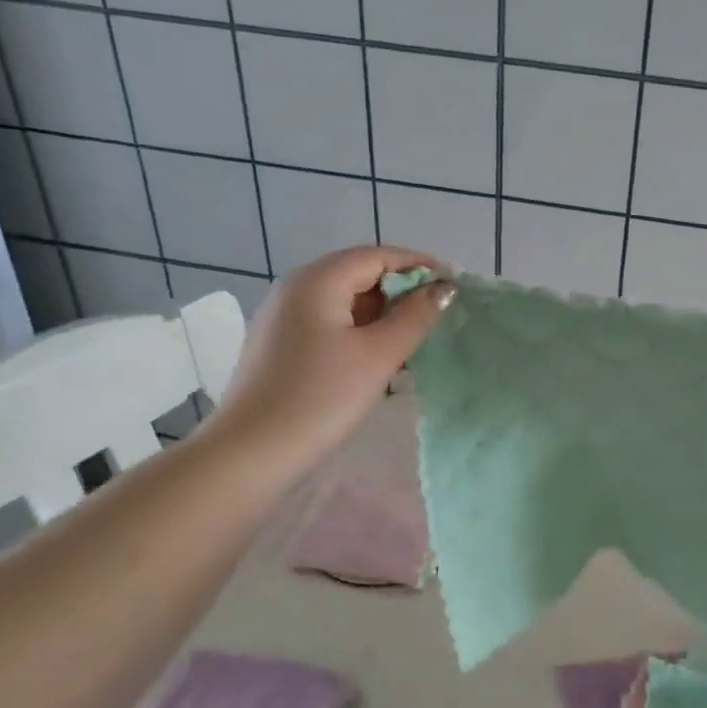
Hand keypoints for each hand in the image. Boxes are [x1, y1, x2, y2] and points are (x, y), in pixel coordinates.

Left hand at [207, 245, 454, 471]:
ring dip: (383, 315)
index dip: (419, 265)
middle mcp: (296, 288)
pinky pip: (329, 324)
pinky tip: (379, 360)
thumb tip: (444, 289)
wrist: (252, 452)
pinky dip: (360, 332)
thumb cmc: (321, 397)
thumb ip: (416, 317)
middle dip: (402, 291)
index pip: (378, 256)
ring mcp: (284, 317)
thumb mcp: (379, 355)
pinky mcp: (281, 345)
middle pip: (359, 274)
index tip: (454, 286)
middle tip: (438, 316)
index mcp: (318, 280)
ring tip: (415, 342)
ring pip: (345, 302)